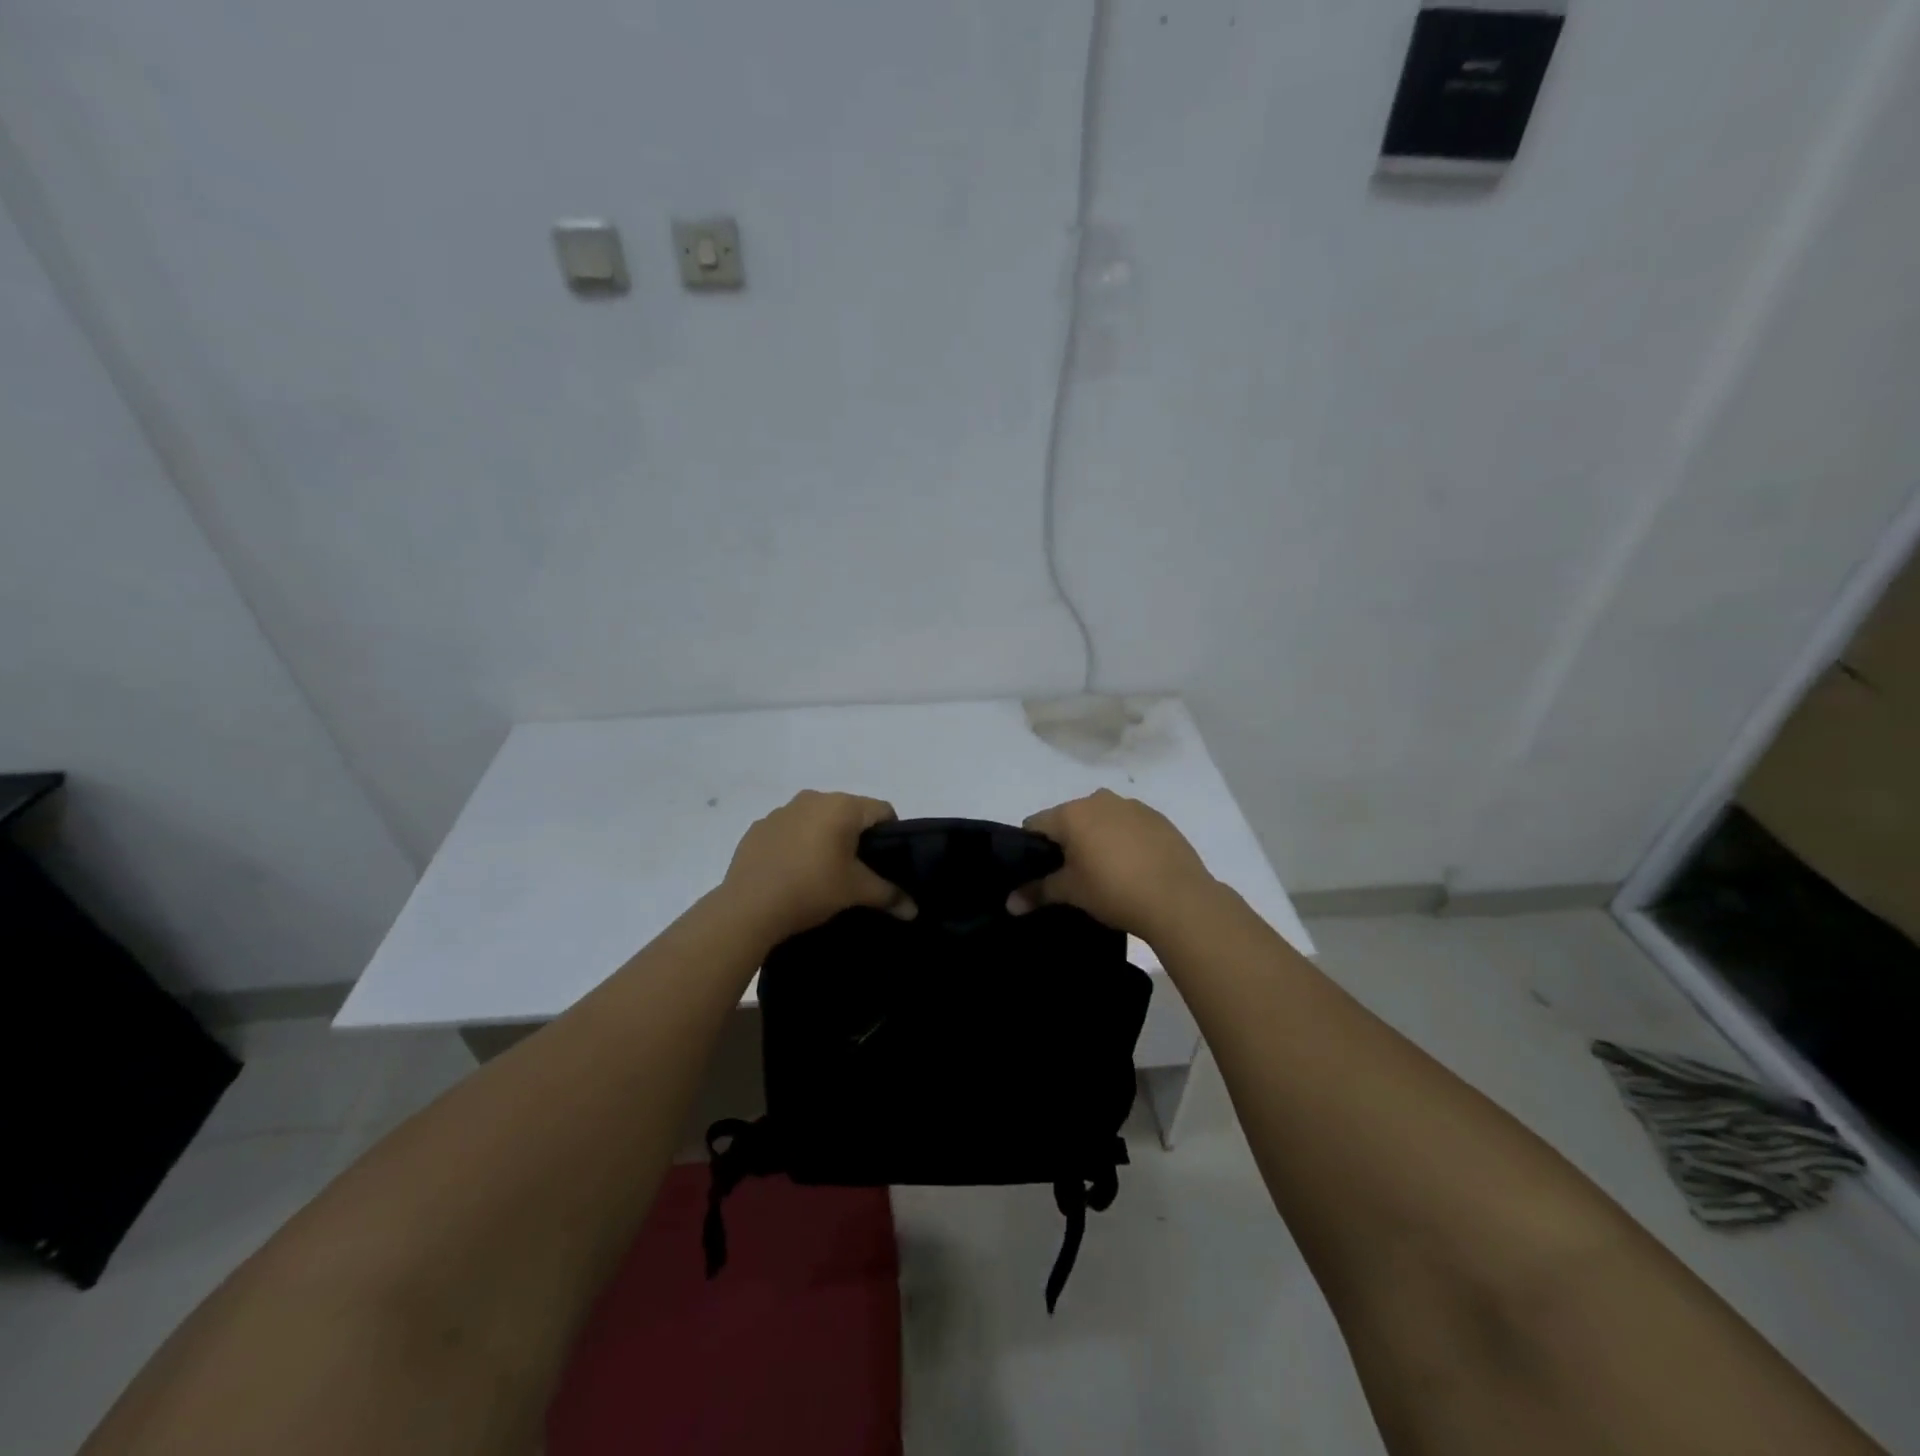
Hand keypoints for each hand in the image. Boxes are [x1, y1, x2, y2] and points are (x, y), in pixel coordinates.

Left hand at [720, 790, 911, 943]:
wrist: (747, 907)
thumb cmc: (811, 889)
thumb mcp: (856, 892)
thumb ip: (889, 895)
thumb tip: (914, 910)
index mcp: (842, 806)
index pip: (882, 810)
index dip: (892, 834)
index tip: (887, 861)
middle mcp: (813, 798)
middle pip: (849, 812)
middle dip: (857, 836)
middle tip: (858, 870)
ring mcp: (782, 811)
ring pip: (817, 819)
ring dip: (825, 838)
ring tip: (823, 873)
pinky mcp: (759, 827)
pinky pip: (789, 830)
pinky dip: (797, 844)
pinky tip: (793, 872)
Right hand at [1013, 789, 1217, 941]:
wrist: (1179, 898)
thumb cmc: (1113, 890)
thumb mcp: (1071, 893)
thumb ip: (1037, 892)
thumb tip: (1009, 904)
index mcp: (1072, 813)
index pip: (1035, 824)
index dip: (1031, 848)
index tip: (1040, 872)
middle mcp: (1099, 799)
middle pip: (1069, 819)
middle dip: (1066, 842)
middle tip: (1073, 876)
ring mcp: (1132, 806)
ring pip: (1101, 819)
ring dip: (1097, 838)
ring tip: (1107, 873)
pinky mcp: (1158, 818)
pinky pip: (1129, 825)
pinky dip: (1124, 840)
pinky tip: (1134, 868)